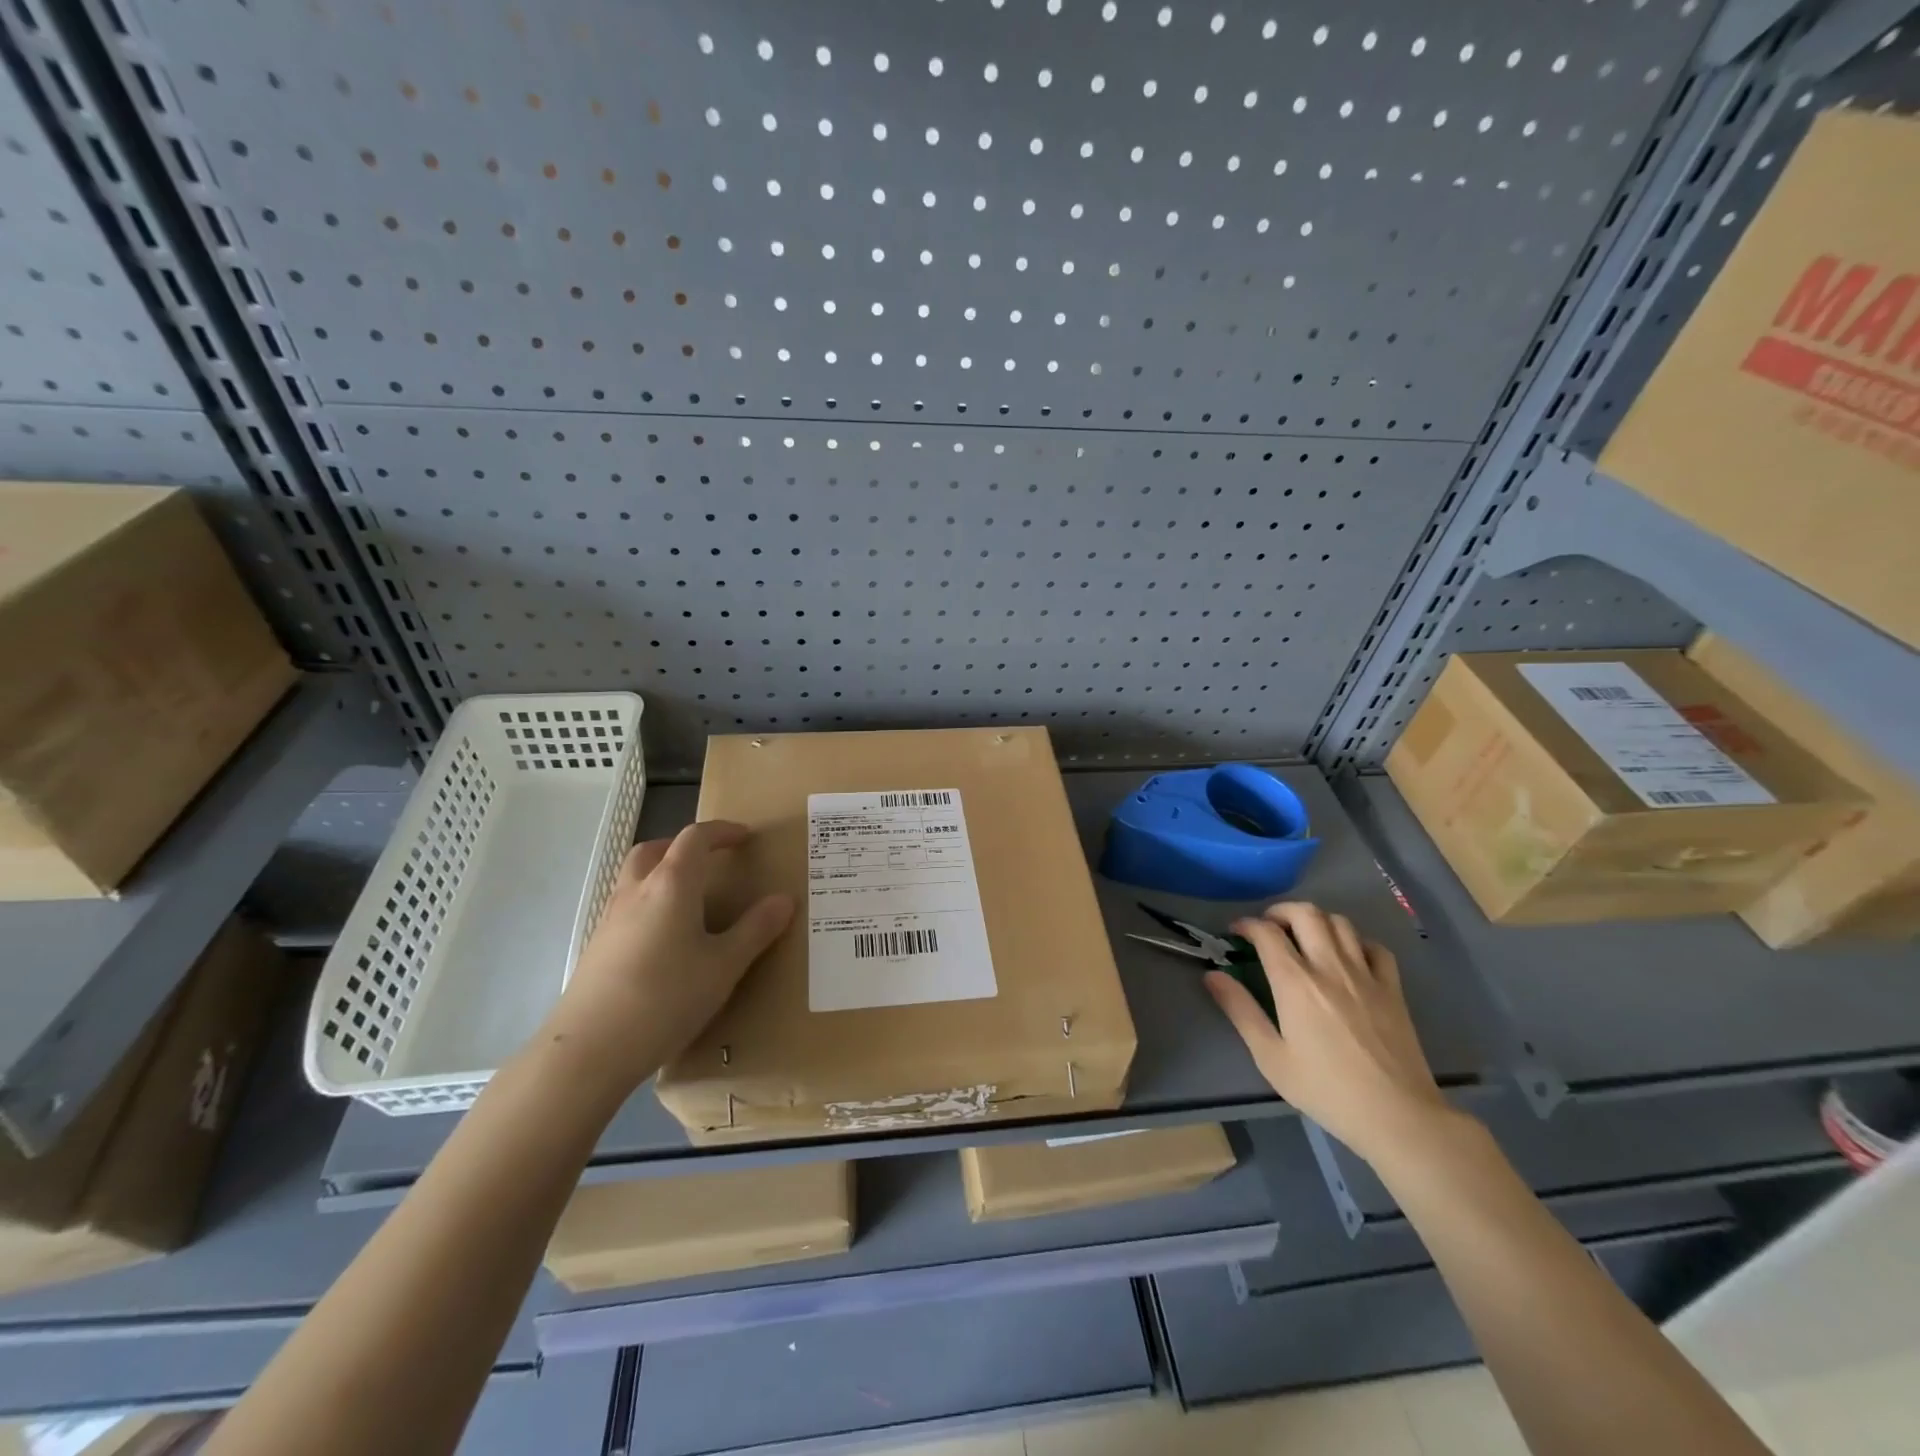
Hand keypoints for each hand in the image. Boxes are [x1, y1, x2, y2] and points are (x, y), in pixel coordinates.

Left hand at [541, 821, 792, 1095]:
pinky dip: (649, 902)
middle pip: (655, 849)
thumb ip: (756, 929)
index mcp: (672, 885)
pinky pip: (627, 905)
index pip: (695, 839)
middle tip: (709, 859)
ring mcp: (611, 919)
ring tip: (690, 896)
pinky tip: (665, 937)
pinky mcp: (597, 947)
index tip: (745, 837)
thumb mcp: (724, 966)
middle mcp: (636, 891)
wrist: (589, 1049)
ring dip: (662, 871)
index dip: (722, 831)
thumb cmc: (666, 998)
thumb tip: (784, 899)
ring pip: (635, 876)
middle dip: (684, 846)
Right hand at [1206, 901, 1453, 1166]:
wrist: (1398, 1116)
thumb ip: (1241, 1011)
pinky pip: (1375, 947)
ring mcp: (1366, 975)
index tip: (1237, 933)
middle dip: (1281, 911)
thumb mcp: (1271, 1057)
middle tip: (1269, 927)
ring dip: (1316, 920)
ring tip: (1304, 936)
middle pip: (1306, 913)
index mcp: (1295, 982)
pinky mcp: (1393, 989)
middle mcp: (1330, 967)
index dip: (1247, 924)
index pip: (1267, 932)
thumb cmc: (1326, 1090)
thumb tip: (1213, 976)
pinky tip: (1347, 955)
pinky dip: (1356, 941)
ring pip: (1340, 922)